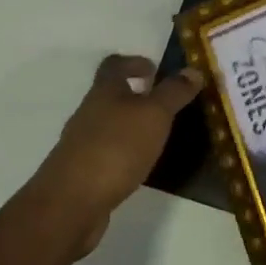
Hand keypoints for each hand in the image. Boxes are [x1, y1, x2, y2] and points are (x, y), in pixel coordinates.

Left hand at [22, 54, 205, 253]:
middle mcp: (88, 113)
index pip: (114, 65)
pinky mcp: (81, 172)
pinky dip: (123, 153)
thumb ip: (174, 93)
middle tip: (164, 106)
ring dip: (130, 126)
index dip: (133, 62)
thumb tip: (193, 70)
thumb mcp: (154, 115)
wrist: (72, 201)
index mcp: (104, 92)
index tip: (154, 69)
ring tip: (157, 137)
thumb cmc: (116, 147)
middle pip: (110, 96)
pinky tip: (139, 166)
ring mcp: (81, 144)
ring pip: (108, 125)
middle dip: (135, 97)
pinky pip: (106, 153)